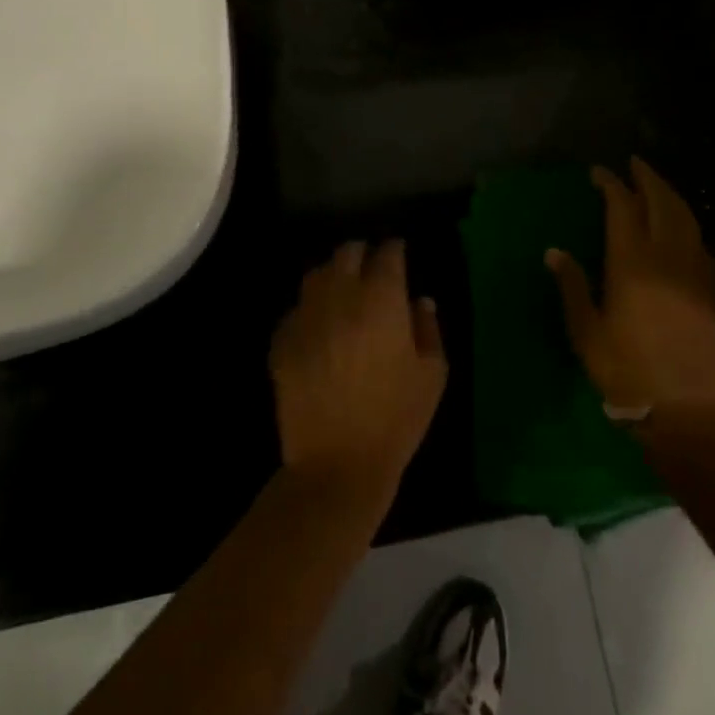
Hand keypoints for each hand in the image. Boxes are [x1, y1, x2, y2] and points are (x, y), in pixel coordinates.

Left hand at [269, 240, 446, 501]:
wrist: (337, 465)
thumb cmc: (396, 419)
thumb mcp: (432, 374)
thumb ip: (429, 328)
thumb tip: (420, 301)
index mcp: (381, 300)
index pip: (387, 254)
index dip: (395, 249)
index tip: (399, 253)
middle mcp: (341, 297)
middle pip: (347, 253)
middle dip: (362, 253)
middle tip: (372, 267)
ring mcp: (307, 317)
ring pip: (316, 274)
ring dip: (333, 274)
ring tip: (343, 289)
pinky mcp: (282, 341)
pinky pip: (296, 309)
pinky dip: (310, 308)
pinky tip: (319, 327)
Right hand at [546, 158, 714, 417]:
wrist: (686, 410)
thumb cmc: (626, 371)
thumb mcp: (587, 332)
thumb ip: (572, 286)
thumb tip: (554, 251)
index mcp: (631, 262)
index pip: (623, 207)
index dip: (611, 184)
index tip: (599, 173)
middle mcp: (666, 256)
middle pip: (661, 202)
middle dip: (647, 177)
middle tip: (633, 164)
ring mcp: (694, 270)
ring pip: (685, 217)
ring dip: (670, 195)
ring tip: (655, 185)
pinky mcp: (711, 288)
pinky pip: (700, 241)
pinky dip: (688, 223)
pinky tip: (680, 227)